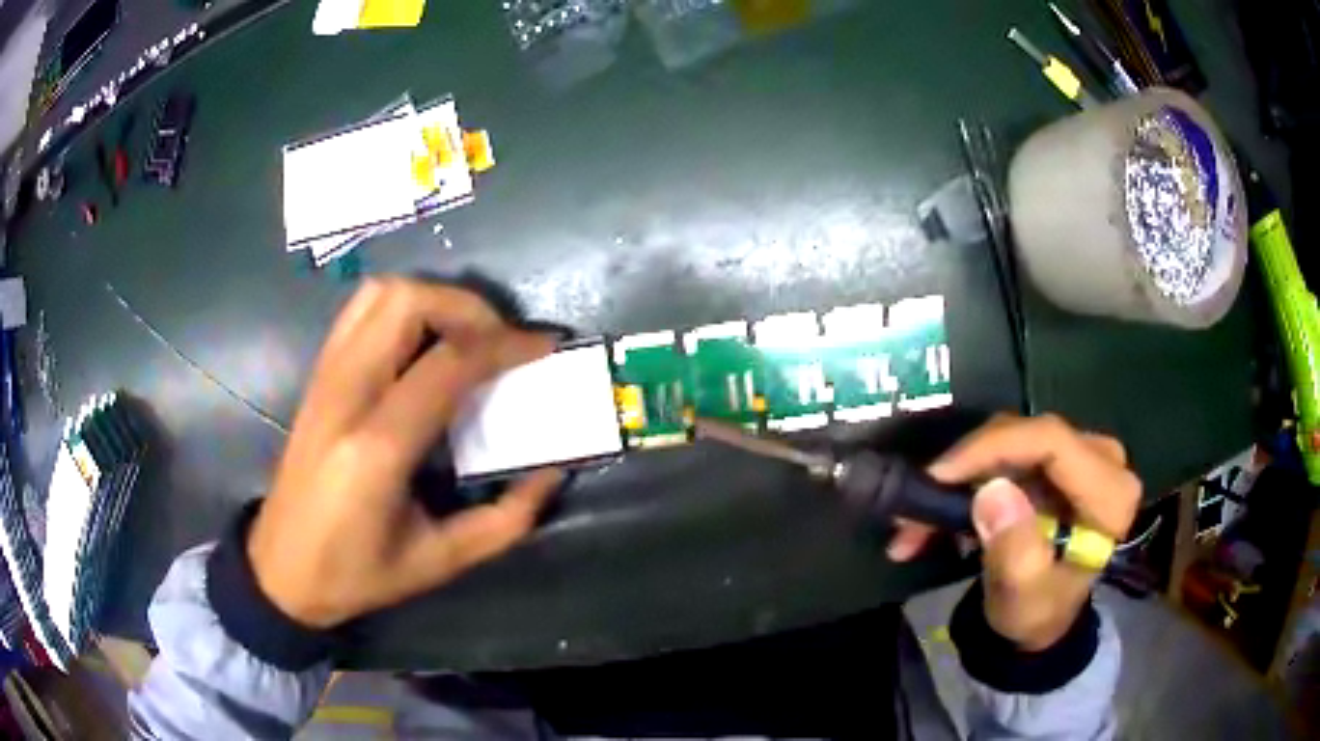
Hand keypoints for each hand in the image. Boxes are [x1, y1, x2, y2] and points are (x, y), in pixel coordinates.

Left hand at [247, 278, 563, 627]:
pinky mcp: (317, 376)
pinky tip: (421, 343)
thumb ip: (505, 520)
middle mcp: (346, 394)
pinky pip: (359, 311)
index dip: (505, 345)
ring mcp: (325, 378)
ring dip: (432, 300)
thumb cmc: (358, 573)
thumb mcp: (440, 562)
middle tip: (500, 342)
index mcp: (378, 447)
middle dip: (467, 308)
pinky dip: (401, 307)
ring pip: (380, 294)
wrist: (281, 569)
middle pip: (408, 302)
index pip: (448, 363)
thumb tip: (551, 473)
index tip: (544, 346)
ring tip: (463, 337)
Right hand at [888, 414, 1140, 650]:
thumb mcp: (1023, 594)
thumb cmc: (1037, 612)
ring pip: (1012, 441)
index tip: (938, 476)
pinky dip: (970, 478)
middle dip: (967, 468)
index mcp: (1110, 494)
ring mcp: (1082, 455)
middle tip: (915, 506)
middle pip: (1029, 437)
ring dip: (961, 477)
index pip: (1052, 442)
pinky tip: (940, 511)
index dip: (992, 448)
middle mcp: (1104, 461)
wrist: (1043, 620)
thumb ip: (1015, 549)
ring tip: (916, 521)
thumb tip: (992, 490)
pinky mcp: (1059, 458)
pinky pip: (1009, 451)